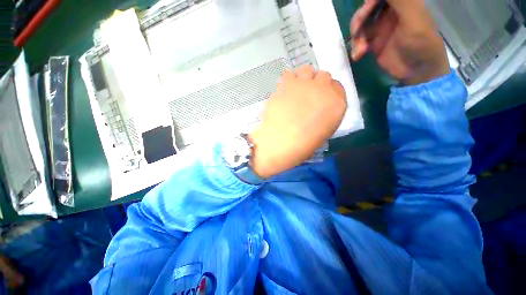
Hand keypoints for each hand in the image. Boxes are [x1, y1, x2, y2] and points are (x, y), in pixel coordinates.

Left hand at [249, 65, 346, 178]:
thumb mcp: (322, 133)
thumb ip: (325, 115)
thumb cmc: (302, 145)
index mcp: (337, 104)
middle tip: (308, 95)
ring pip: (307, 70)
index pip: (338, 87)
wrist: (279, 143)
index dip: (328, 92)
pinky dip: (288, 81)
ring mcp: (304, 84)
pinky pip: (289, 74)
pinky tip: (284, 92)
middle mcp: (324, 89)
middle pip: (324, 76)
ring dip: (304, 78)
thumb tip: (318, 108)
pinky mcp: (286, 84)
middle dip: (317, 84)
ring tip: (296, 91)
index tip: (321, 98)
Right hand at [350, 0, 450, 84]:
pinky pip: (358, 39)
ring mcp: (380, 27)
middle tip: (357, 32)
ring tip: (360, 50)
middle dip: (359, 19)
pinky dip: (355, 47)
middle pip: (367, 7)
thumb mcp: (412, 17)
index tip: (366, 11)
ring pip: (360, 24)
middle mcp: (389, 11)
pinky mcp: (373, 42)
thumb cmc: (420, 43)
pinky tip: (358, 55)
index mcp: (402, 2)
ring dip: (356, 36)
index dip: (370, 2)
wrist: (416, 71)